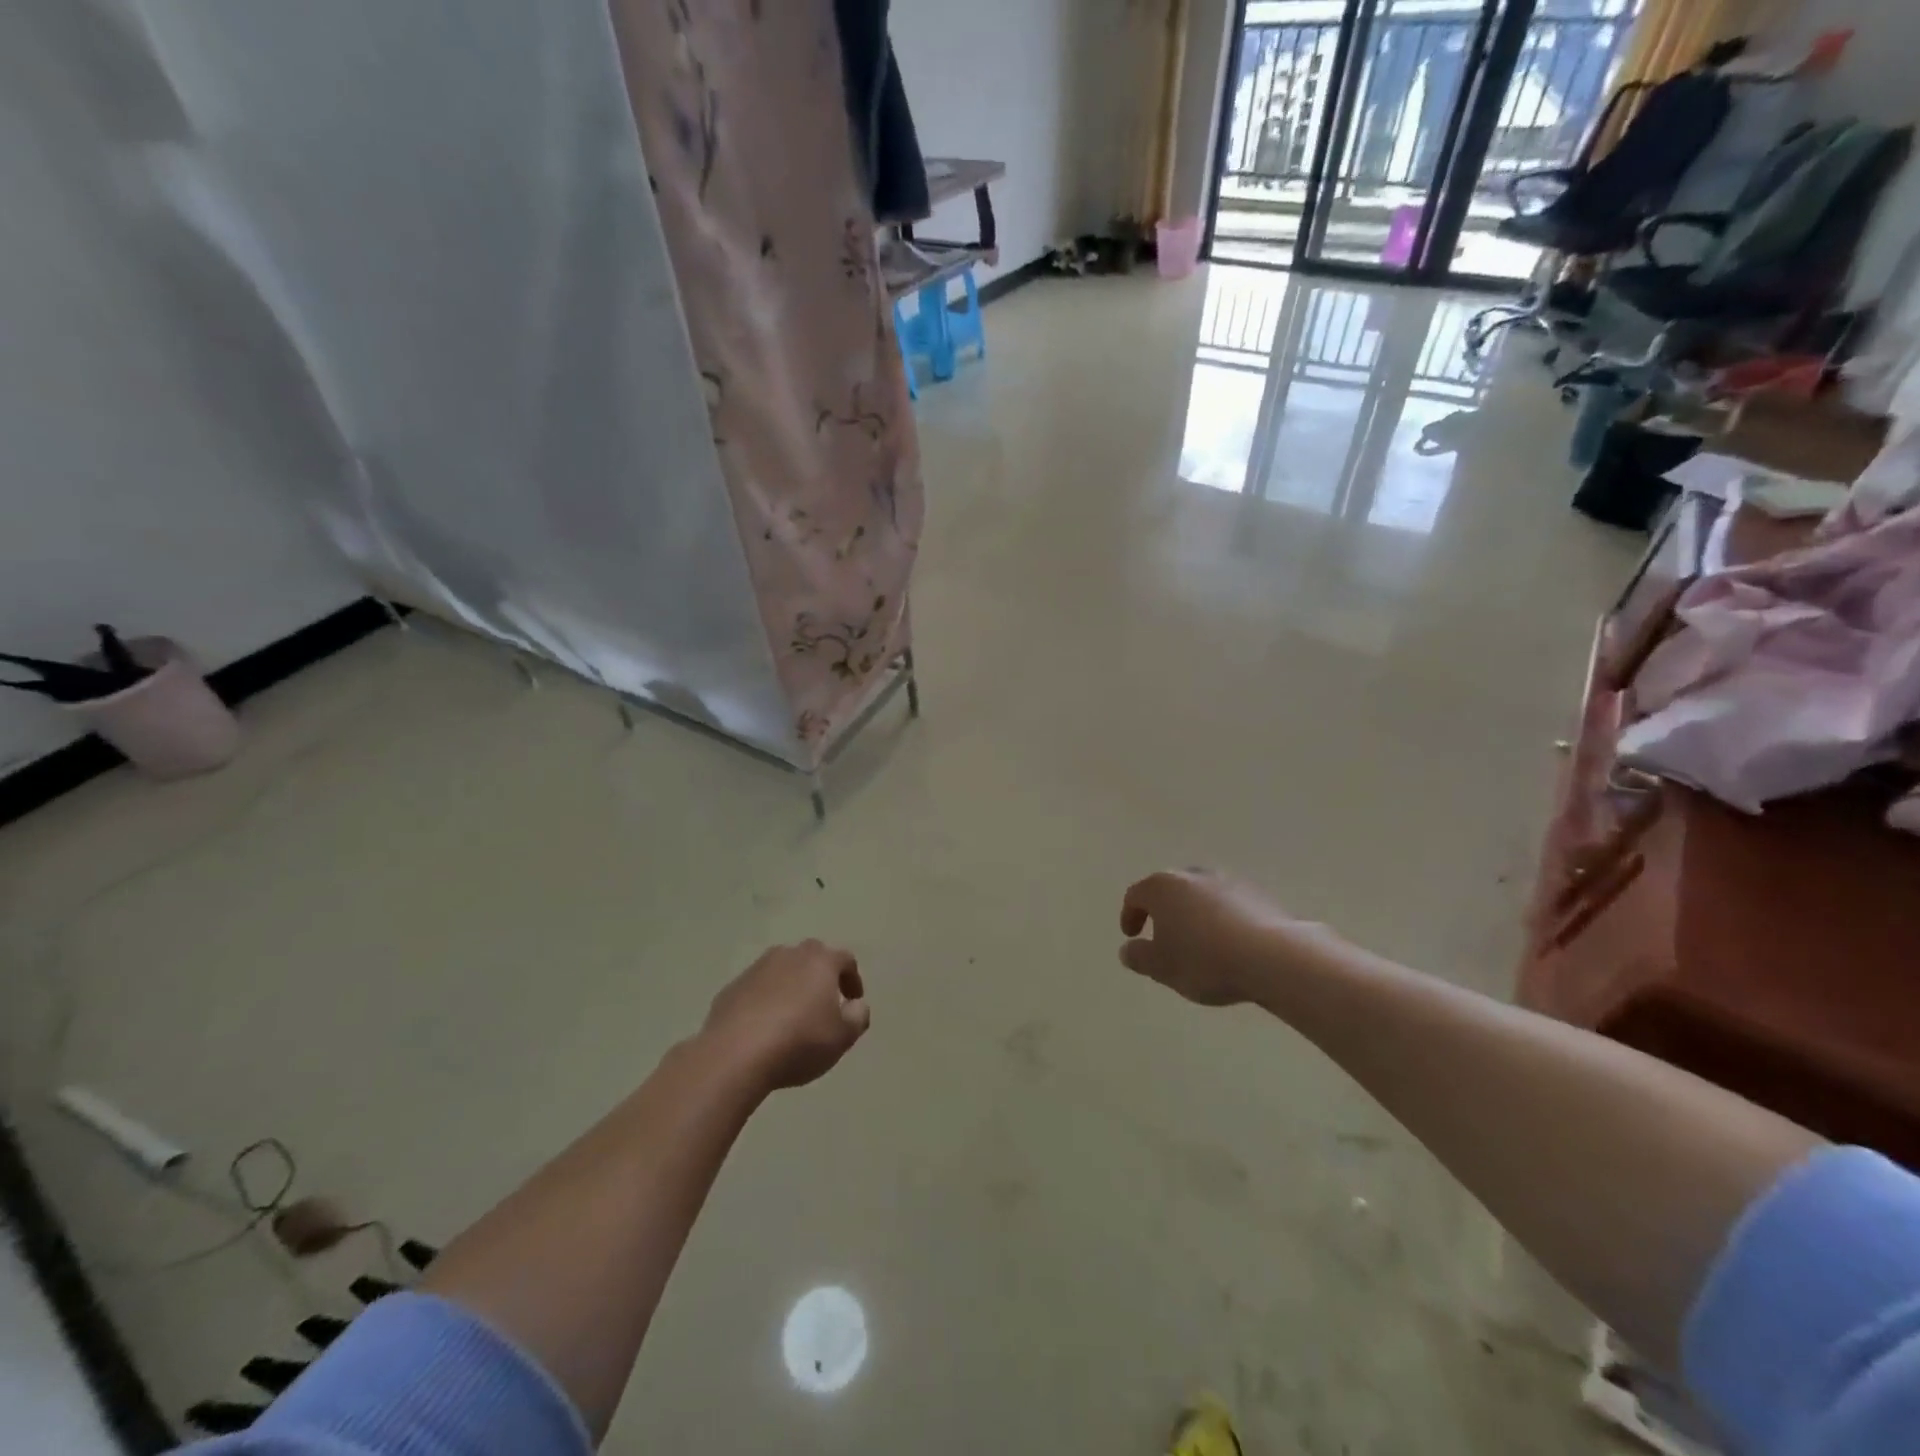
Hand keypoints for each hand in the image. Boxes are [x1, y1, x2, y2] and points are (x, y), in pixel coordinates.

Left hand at [703, 941, 870, 1090]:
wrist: (734, 1054)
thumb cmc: (799, 1042)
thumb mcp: (842, 1037)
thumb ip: (857, 1017)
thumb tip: (856, 1005)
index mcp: (820, 961)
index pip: (845, 960)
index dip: (853, 979)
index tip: (853, 1002)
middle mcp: (789, 955)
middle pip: (811, 958)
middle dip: (820, 976)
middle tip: (824, 1004)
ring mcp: (756, 969)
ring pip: (781, 970)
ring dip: (791, 986)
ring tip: (792, 1016)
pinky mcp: (731, 988)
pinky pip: (757, 989)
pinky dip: (765, 1000)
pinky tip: (763, 1027)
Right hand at [1119, 869, 1344, 1006]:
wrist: (1272, 957)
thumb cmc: (1205, 960)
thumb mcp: (1161, 967)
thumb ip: (1139, 957)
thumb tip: (1128, 950)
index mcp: (1162, 887)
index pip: (1136, 895)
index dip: (1130, 915)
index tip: (1132, 936)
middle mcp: (1192, 875)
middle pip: (1170, 890)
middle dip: (1164, 912)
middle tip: (1164, 938)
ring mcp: (1227, 881)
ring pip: (1201, 895)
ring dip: (1194, 914)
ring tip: (1200, 943)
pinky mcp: (1257, 894)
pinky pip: (1229, 905)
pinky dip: (1222, 919)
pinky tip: (1230, 944)